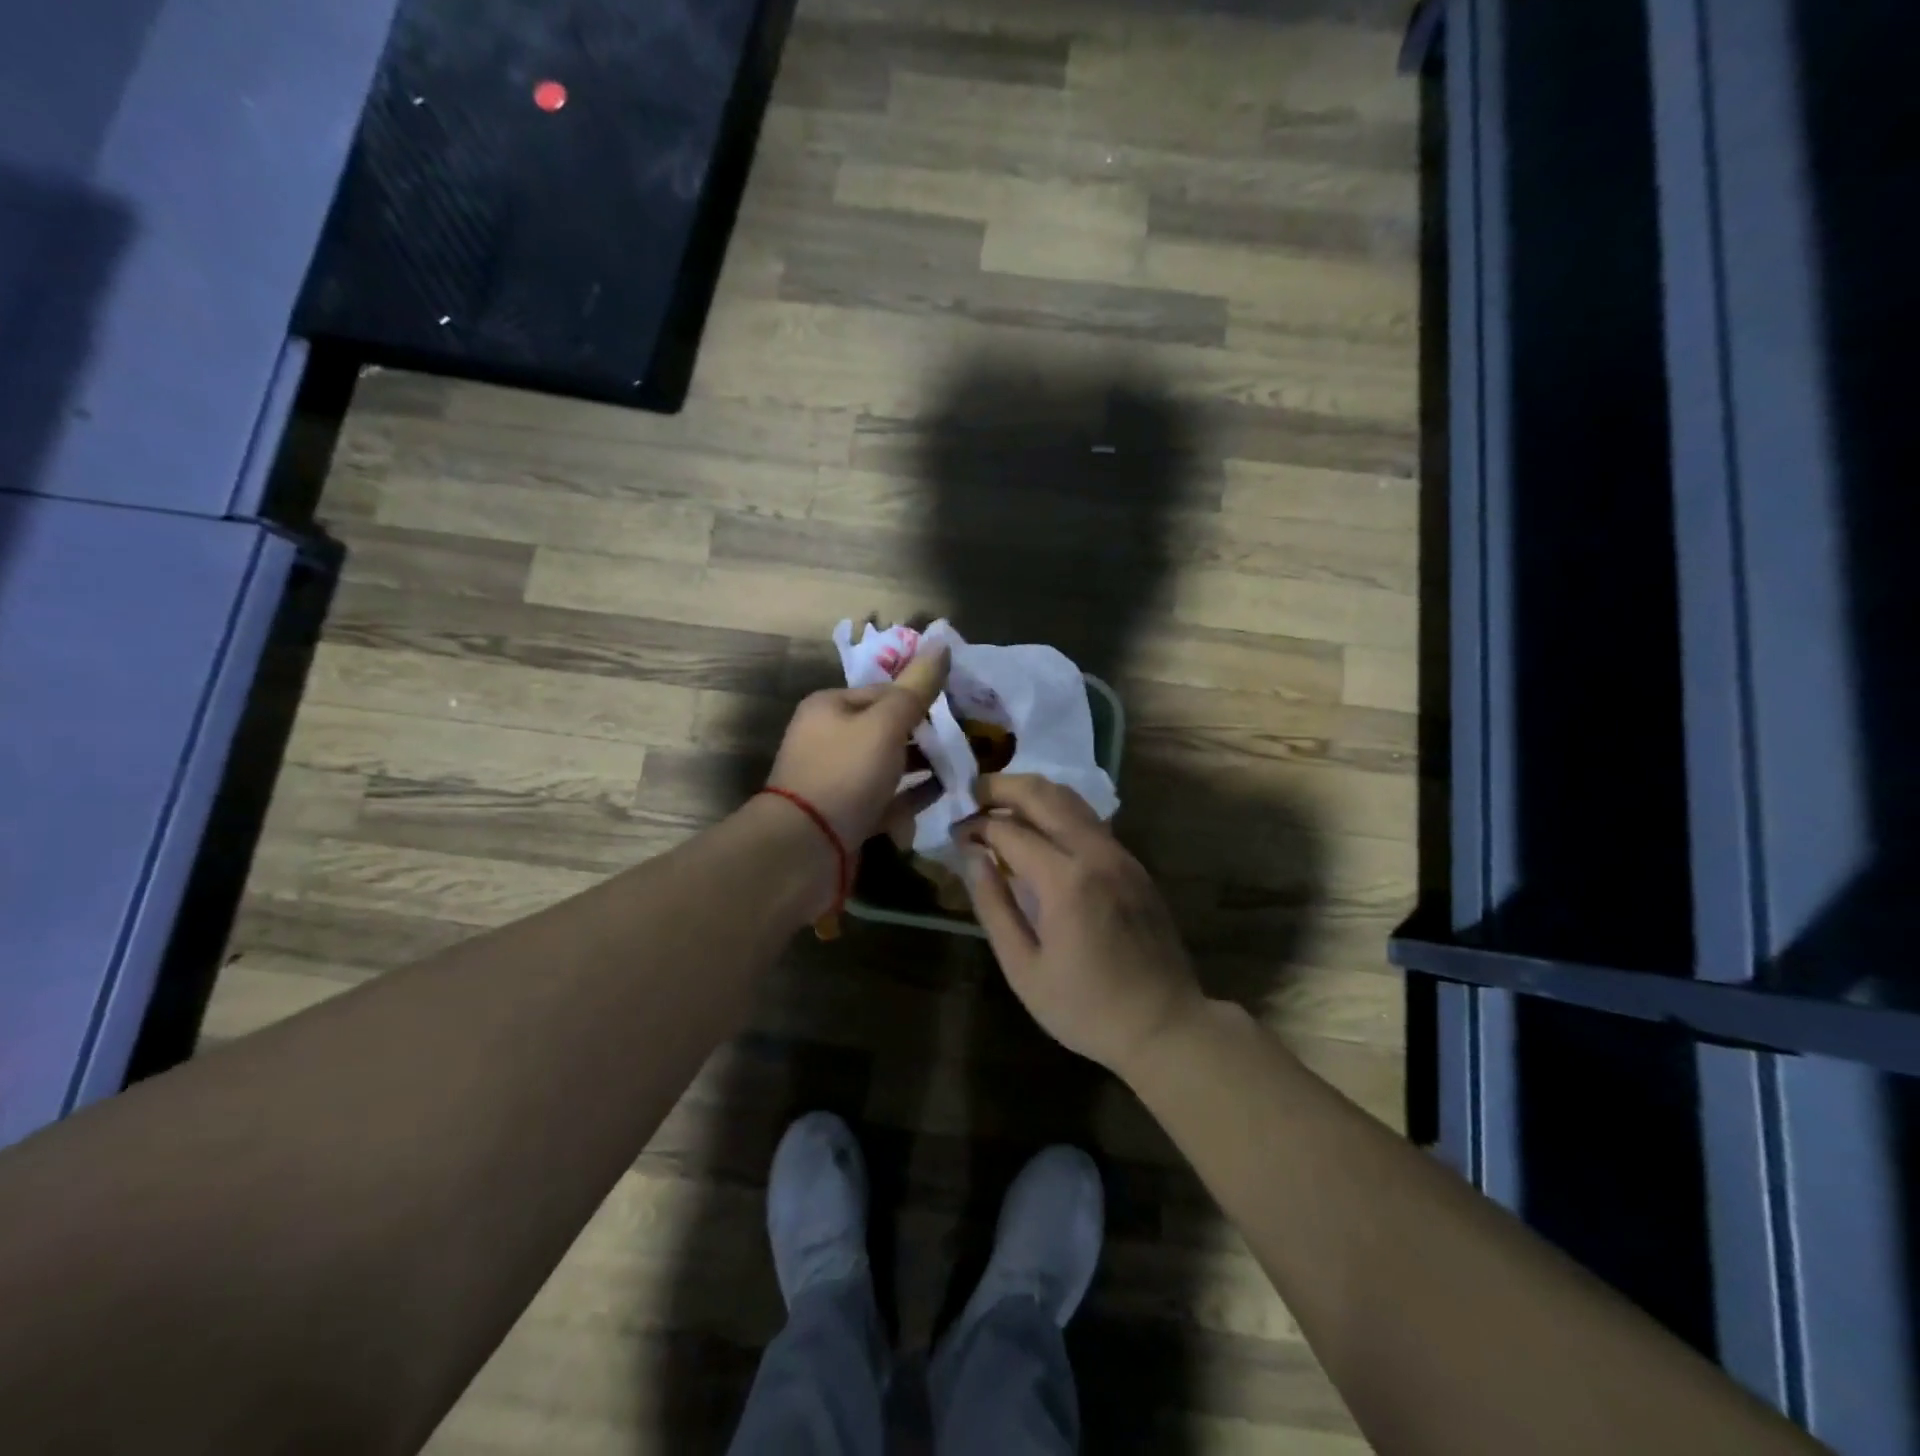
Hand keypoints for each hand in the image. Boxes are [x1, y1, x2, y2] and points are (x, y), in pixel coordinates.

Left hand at [765, 645, 950, 852]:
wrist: (806, 848)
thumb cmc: (846, 773)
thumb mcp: (886, 723)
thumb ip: (916, 686)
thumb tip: (941, 640)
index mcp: (830, 707)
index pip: (884, 690)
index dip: (920, 697)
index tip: (958, 708)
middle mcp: (829, 738)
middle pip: (886, 728)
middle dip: (924, 734)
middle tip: (965, 740)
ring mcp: (837, 779)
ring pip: (887, 764)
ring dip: (921, 764)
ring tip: (961, 766)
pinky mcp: (846, 813)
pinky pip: (887, 798)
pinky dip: (912, 794)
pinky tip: (942, 794)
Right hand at [958, 774, 1205, 1076]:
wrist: (1165, 1024)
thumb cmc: (1086, 1008)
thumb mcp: (1024, 969)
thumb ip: (994, 906)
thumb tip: (971, 856)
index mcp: (1065, 881)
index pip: (1009, 830)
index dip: (975, 826)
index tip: (953, 833)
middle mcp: (1095, 853)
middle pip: (1043, 794)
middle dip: (1001, 786)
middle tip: (970, 794)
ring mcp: (1120, 854)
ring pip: (1070, 798)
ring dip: (1030, 793)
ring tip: (998, 804)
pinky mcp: (1133, 862)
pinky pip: (1088, 819)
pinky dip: (1056, 810)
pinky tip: (1037, 829)